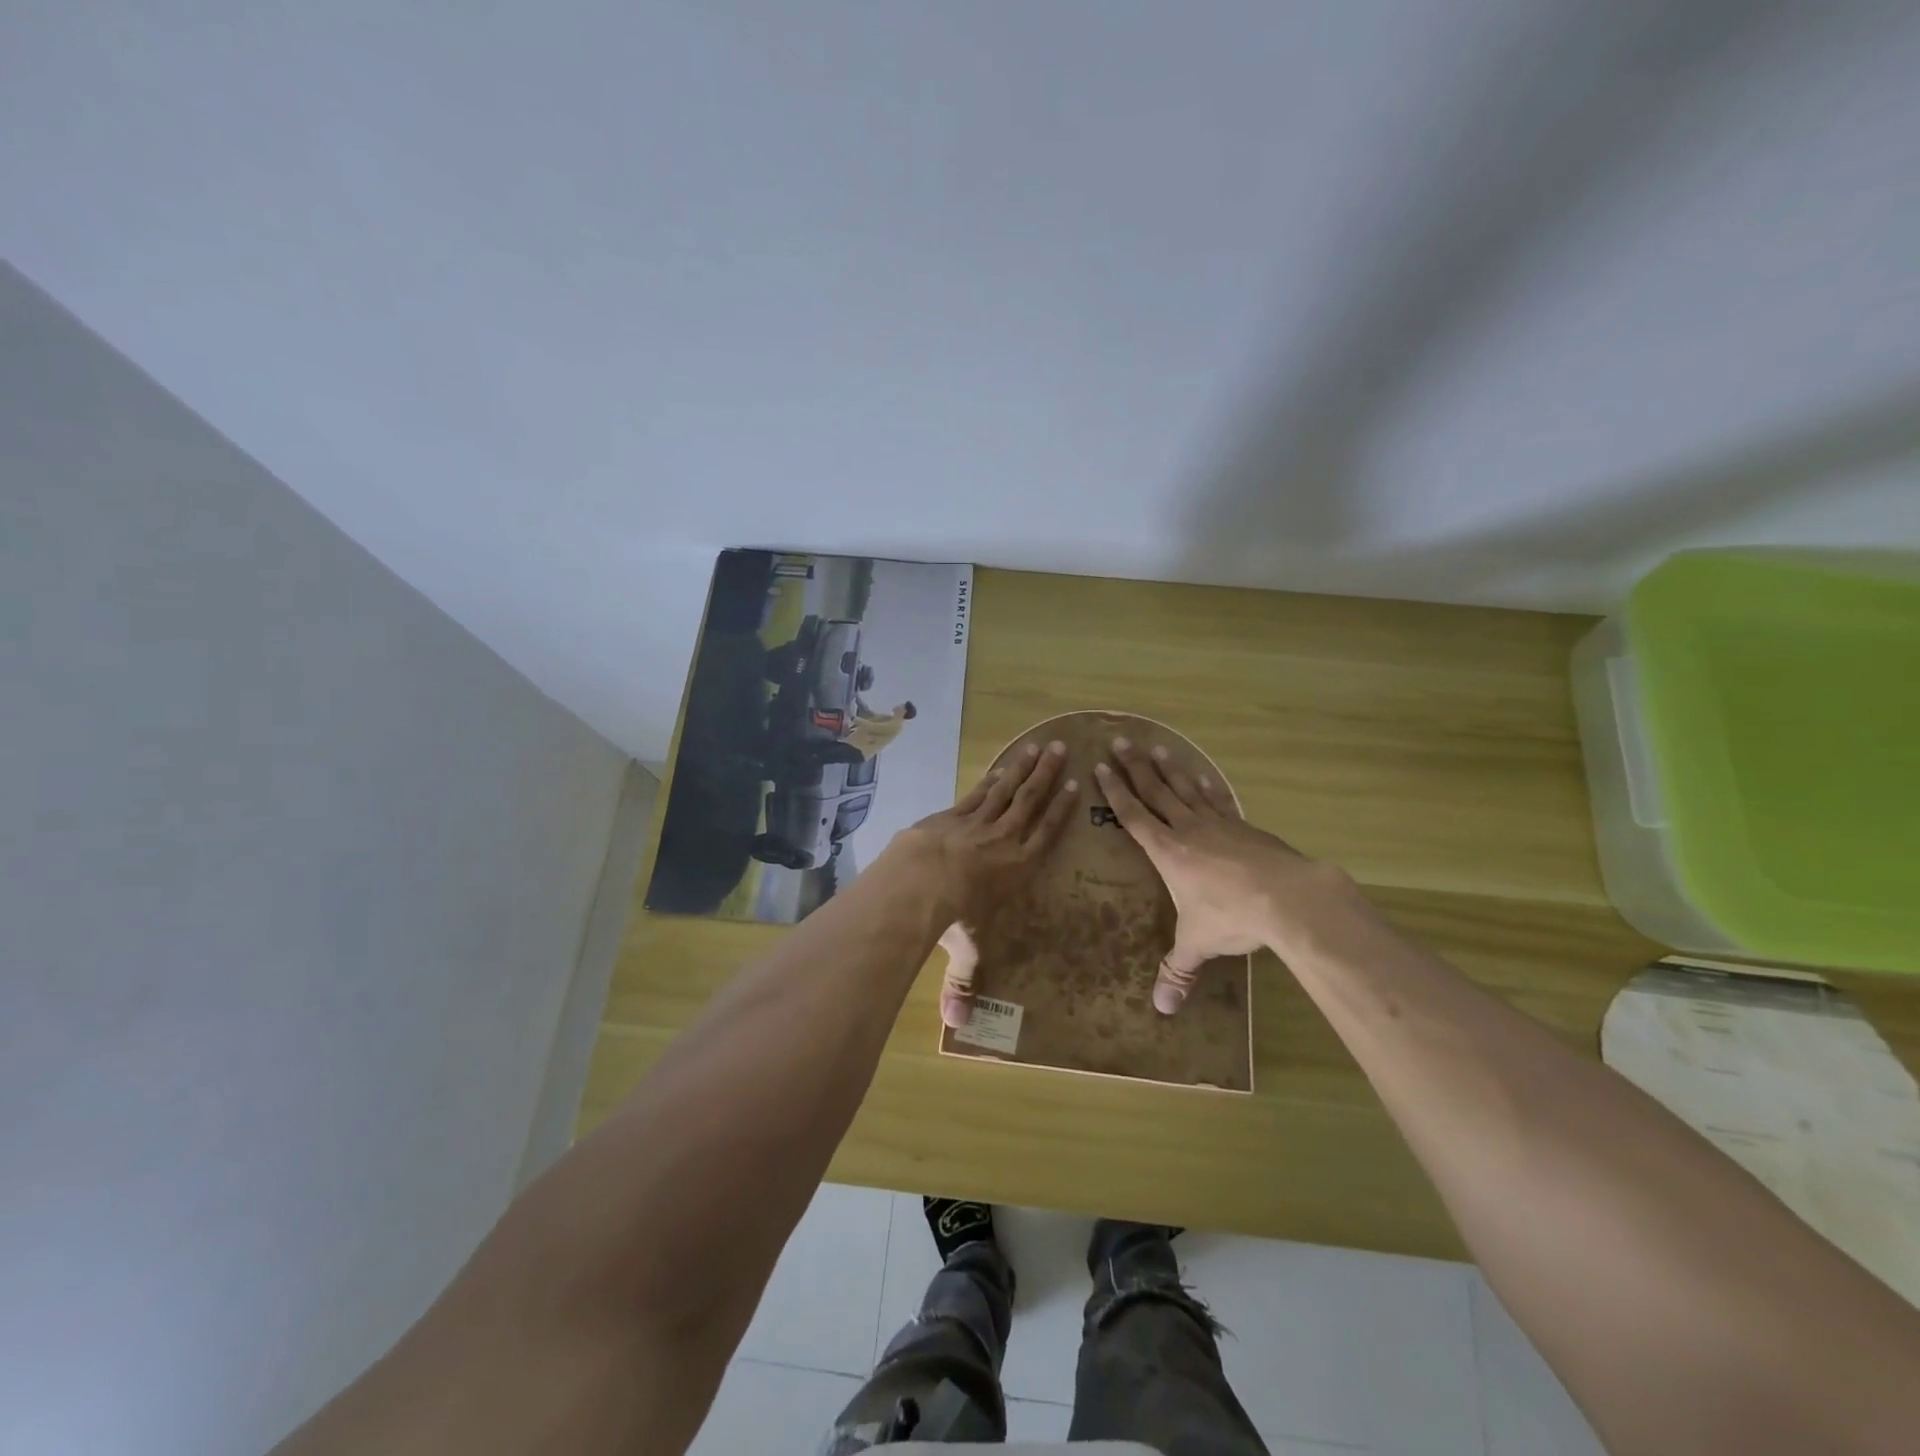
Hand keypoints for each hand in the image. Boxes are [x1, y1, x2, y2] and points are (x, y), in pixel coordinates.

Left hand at [885, 742, 1078, 1026]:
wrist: (920, 880)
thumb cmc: (953, 915)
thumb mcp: (964, 950)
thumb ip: (962, 983)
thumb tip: (955, 1026)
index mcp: (1018, 869)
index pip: (1046, 835)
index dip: (1062, 812)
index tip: (1075, 788)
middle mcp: (1004, 840)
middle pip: (1031, 803)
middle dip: (1048, 777)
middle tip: (1064, 750)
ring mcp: (977, 822)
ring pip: (1007, 790)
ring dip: (1025, 768)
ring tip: (1039, 747)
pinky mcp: (952, 814)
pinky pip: (978, 792)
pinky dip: (991, 778)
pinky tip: (1000, 766)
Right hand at [1095, 738, 1309, 1014]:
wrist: (1288, 896)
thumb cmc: (1232, 916)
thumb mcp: (1198, 944)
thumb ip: (1178, 971)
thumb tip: (1162, 1010)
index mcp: (1167, 852)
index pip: (1133, 815)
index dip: (1115, 792)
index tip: (1101, 767)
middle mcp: (1187, 830)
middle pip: (1156, 791)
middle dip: (1135, 767)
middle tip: (1119, 741)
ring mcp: (1218, 824)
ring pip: (1185, 789)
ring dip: (1168, 768)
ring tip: (1155, 748)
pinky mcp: (1244, 826)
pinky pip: (1218, 800)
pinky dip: (1206, 786)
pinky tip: (1201, 777)